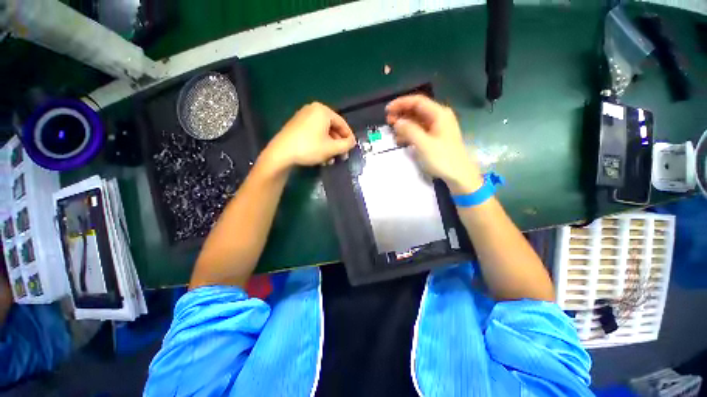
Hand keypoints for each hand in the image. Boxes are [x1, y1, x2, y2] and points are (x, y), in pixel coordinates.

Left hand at [264, 102, 355, 170]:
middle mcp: (313, 110)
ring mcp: (303, 117)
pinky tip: (321, 156)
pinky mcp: (296, 125)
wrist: (281, 153)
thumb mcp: (332, 148)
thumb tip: (352, 142)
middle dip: (338, 144)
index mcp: (323, 111)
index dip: (349, 137)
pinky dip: (320, 144)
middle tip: (342, 155)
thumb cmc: (310, 148)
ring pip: (323, 133)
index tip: (352, 148)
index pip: (342, 123)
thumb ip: (346, 144)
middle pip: (332, 128)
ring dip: (329, 147)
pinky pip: (314, 133)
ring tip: (331, 160)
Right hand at [386, 95, 481, 193]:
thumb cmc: (443, 159)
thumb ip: (409, 131)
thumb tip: (397, 122)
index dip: (401, 103)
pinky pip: (420, 131)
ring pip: (417, 121)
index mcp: (439, 114)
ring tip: (393, 131)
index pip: (417, 101)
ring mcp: (437, 128)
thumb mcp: (424, 144)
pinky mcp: (435, 138)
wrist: (459, 175)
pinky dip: (410, 133)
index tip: (387, 110)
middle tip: (388, 122)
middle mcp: (439, 117)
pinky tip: (401, 139)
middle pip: (417, 110)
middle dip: (401, 114)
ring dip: (404, 124)